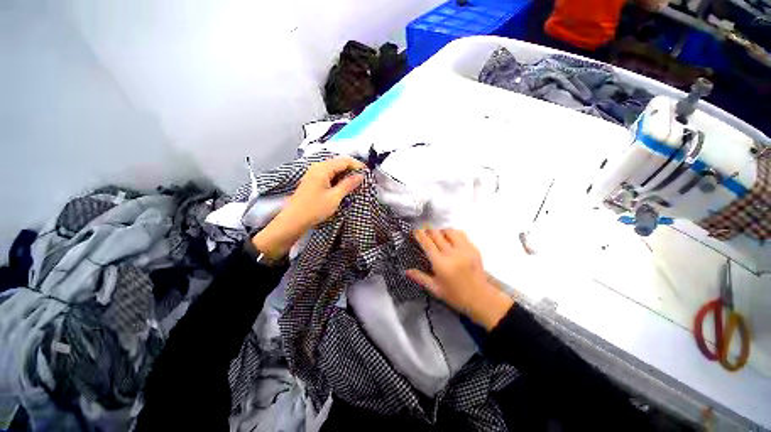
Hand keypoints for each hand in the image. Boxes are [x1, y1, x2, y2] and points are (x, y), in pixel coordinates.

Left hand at [252, 157, 364, 257]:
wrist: (294, 220)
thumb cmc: (315, 209)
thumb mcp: (334, 197)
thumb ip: (348, 184)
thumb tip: (361, 175)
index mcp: (322, 168)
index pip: (344, 160)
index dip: (357, 165)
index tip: (368, 173)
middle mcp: (317, 167)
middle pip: (338, 162)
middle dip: (352, 169)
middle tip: (363, 178)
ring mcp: (313, 173)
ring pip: (334, 168)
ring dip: (345, 173)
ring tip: (355, 182)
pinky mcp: (313, 180)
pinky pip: (329, 174)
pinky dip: (338, 177)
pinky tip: (343, 185)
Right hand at [406, 229, 513, 330]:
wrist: (481, 299)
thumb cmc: (455, 296)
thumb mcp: (435, 289)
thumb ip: (420, 277)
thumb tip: (406, 271)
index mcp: (441, 264)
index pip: (427, 243)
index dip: (420, 234)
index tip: (415, 230)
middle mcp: (452, 253)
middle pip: (437, 234)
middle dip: (428, 230)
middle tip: (424, 231)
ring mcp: (464, 249)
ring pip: (449, 231)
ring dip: (441, 231)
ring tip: (438, 236)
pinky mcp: (473, 248)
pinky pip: (461, 234)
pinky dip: (453, 234)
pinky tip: (450, 239)